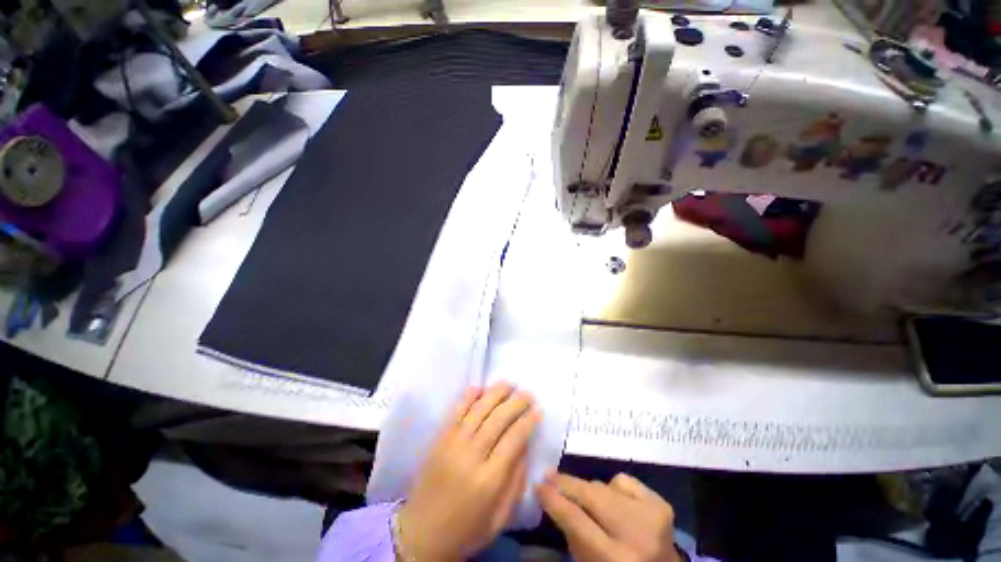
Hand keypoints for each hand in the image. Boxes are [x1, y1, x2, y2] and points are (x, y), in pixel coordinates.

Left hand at [397, 383, 541, 560]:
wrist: (419, 535)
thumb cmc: (465, 530)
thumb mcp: (499, 517)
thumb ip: (516, 480)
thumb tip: (525, 444)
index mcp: (488, 480)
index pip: (514, 439)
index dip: (528, 420)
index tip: (538, 409)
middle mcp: (470, 456)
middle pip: (498, 418)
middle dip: (516, 402)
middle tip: (528, 393)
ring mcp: (452, 443)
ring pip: (478, 409)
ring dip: (495, 392)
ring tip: (509, 384)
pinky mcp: (439, 439)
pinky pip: (456, 410)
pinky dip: (469, 396)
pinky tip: (480, 387)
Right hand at [537, 472, 680, 561]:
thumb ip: (570, 535)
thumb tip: (550, 497)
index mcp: (614, 560)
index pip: (575, 521)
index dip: (554, 500)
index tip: (538, 485)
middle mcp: (636, 536)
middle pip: (591, 497)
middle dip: (566, 484)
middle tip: (548, 475)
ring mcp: (652, 517)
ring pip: (604, 486)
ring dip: (590, 490)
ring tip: (583, 497)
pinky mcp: (662, 504)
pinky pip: (624, 481)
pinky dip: (614, 488)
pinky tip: (615, 501)